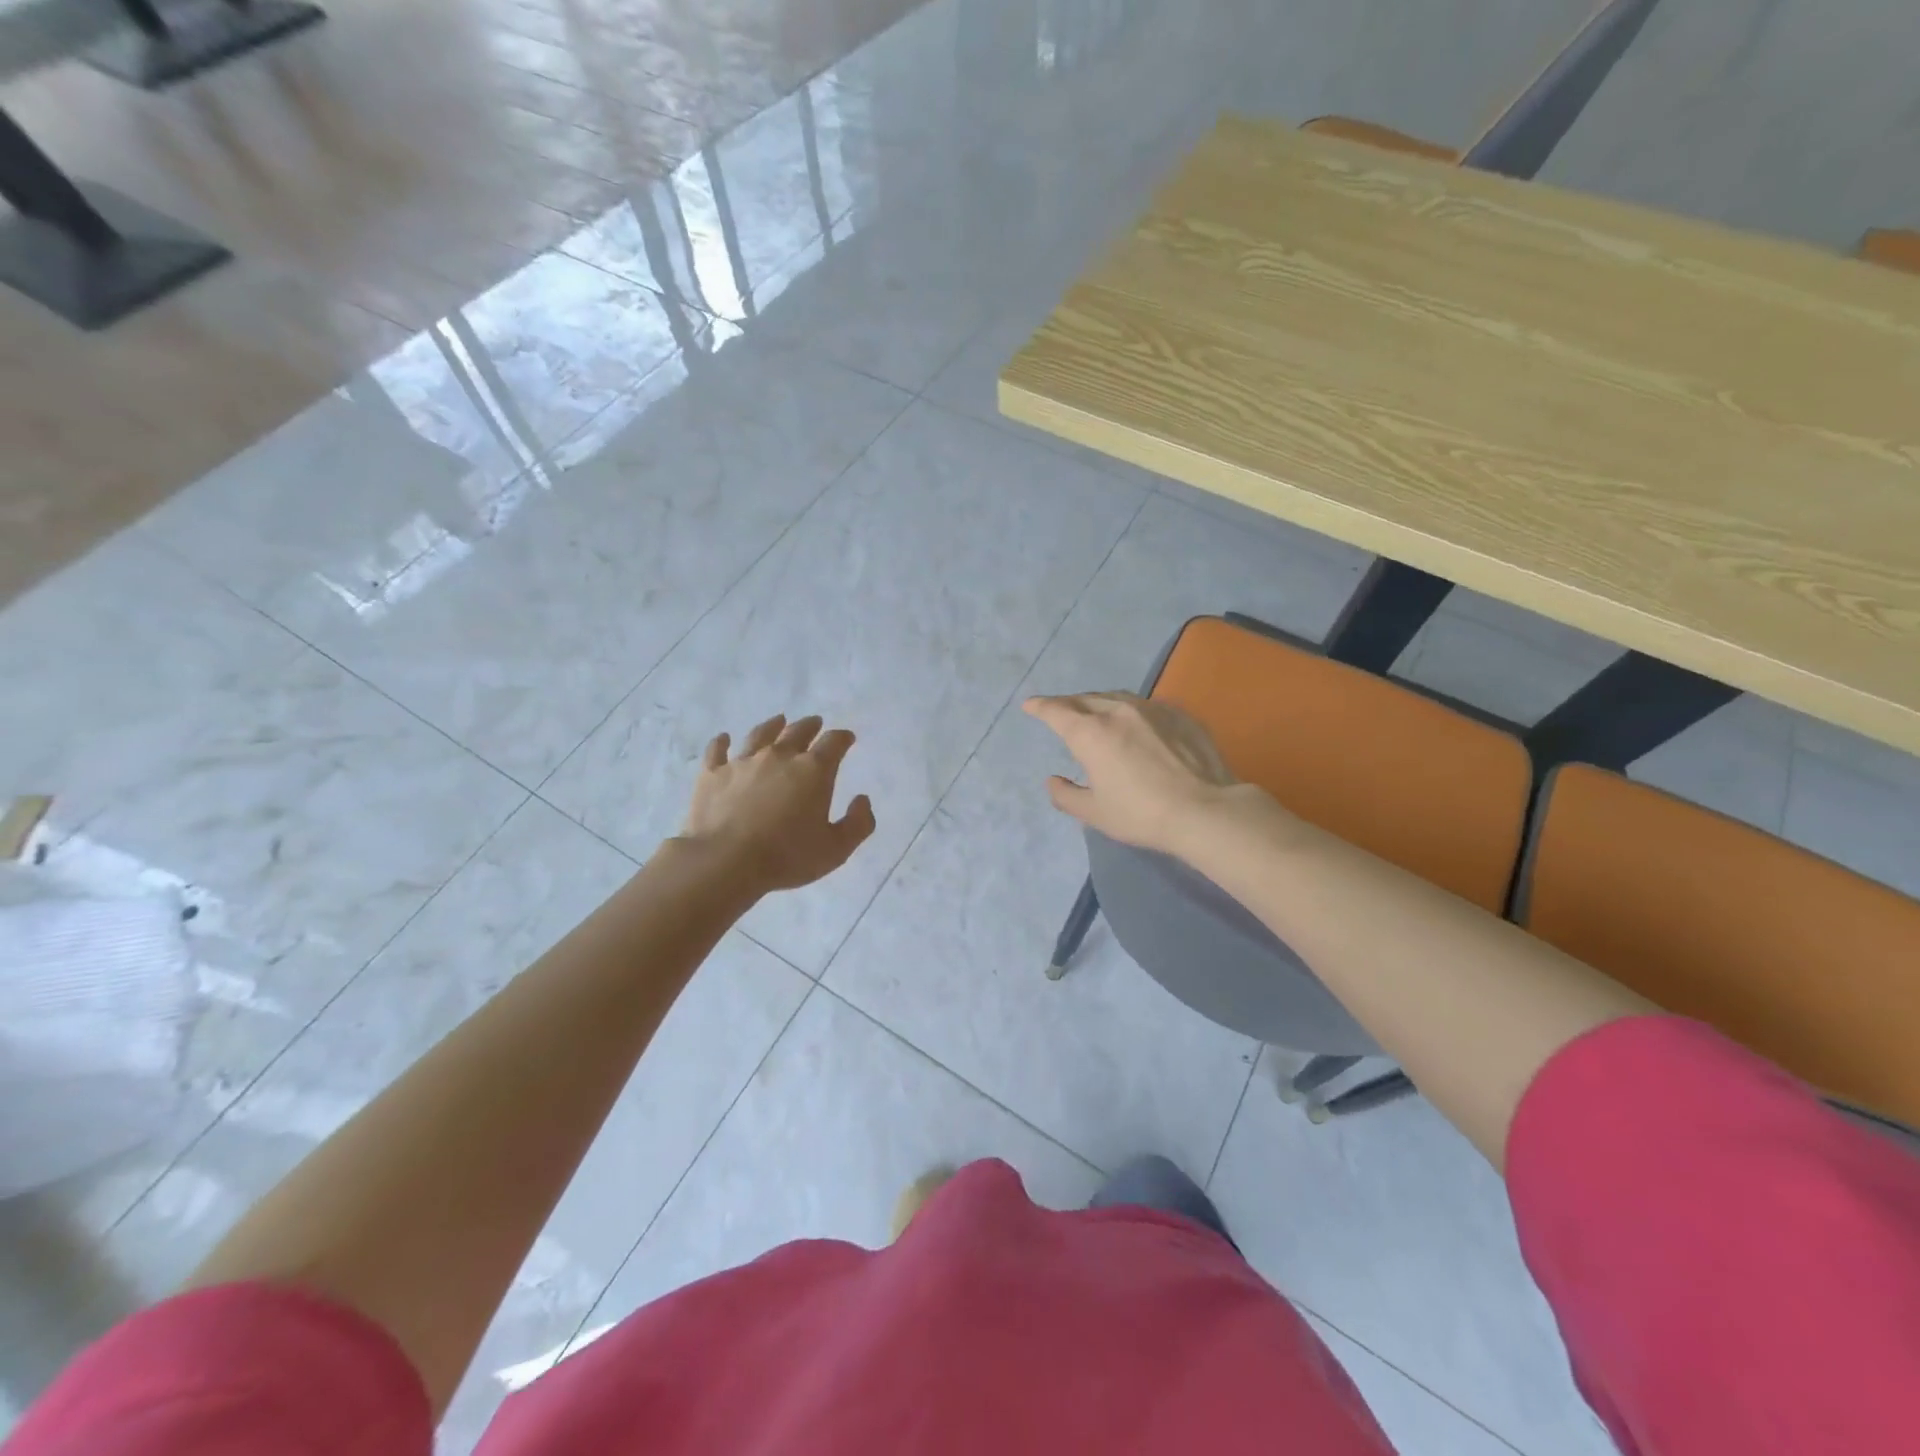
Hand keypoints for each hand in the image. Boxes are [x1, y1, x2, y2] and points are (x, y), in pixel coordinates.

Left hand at [680, 714, 875, 894]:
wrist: (725, 861)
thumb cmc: (786, 856)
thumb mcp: (836, 849)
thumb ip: (858, 823)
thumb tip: (863, 800)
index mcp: (813, 770)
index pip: (833, 743)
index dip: (843, 738)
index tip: (847, 738)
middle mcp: (779, 757)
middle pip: (798, 731)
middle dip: (811, 726)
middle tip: (816, 723)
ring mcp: (743, 762)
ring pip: (761, 735)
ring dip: (772, 726)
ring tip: (778, 720)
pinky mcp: (712, 774)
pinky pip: (717, 751)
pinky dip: (721, 742)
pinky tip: (723, 738)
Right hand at [1022, 692, 1241, 854]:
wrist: (1205, 810)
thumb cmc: (1141, 814)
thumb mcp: (1095, 813)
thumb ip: (1066, 796)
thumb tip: (1053, 781)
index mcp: (1091, 733)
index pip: (1057, 711)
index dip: (1040, 706)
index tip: (1030, 705)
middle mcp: (1118, 711)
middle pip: (1085, 699)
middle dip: (1068, 704)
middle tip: (1060, 711)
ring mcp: (1151, 709)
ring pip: (1116, 697)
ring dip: (1098, 702)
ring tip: (1095, 712)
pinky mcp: (1179, 714)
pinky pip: (1145, 705)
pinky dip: (1129, 710)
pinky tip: (1135, 722)